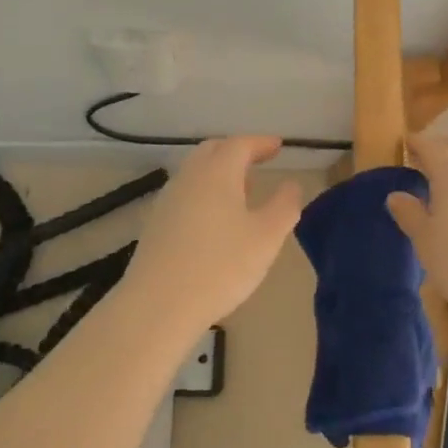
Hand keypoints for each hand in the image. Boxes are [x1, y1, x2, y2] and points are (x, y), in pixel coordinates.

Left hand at [120, 136, 301, 337]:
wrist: (159, 304)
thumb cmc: (220, 266)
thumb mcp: (266, 237)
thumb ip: (284, 206)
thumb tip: (291, 185)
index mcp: (217, 172)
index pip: (240, 144)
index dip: (261, 143)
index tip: (278, 146)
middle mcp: (189, 177)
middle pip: (212, 151)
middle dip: (237, 152)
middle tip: (258, 162)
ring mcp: (168, 200)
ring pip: (196, 172)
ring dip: (219, 173)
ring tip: (241, 192)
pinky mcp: (156, 223)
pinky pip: (185, 194)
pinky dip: (204, 193)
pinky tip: (214, 219)